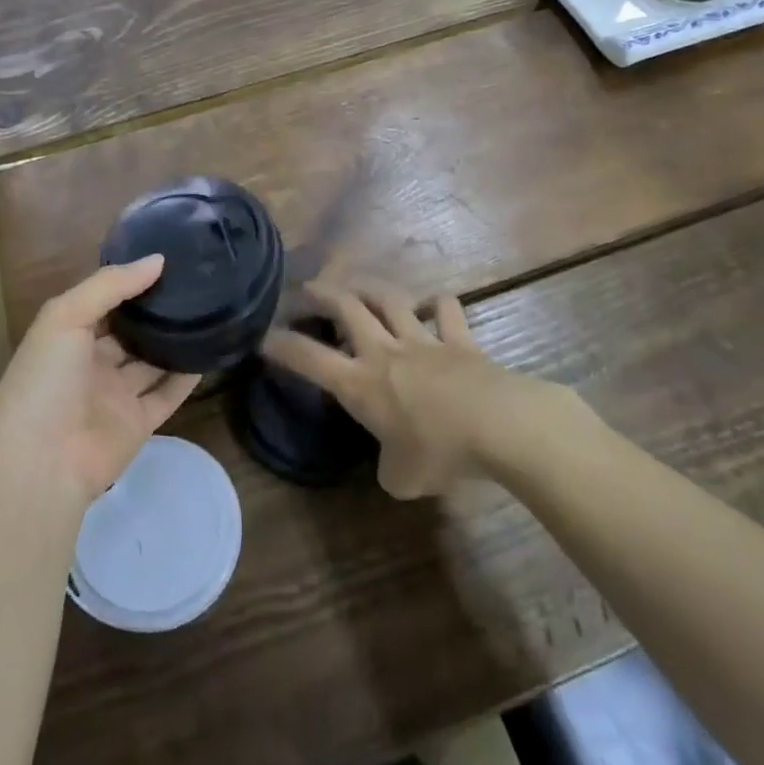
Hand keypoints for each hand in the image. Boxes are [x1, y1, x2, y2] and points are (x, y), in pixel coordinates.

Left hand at [0, 255, 196, 501]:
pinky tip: (210, 352)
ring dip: (174, 341)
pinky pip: (167, 395)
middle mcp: (91, 364)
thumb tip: (158, 260)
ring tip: (209, 310)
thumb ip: (110, 285)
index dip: (129, 282)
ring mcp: (115, 396)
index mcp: (67, 337)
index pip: (102, 302)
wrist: (42, 462)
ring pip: (151, 362)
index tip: (166, 259)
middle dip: (155, 311)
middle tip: (195, 281)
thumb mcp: (65, 316)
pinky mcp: (138, 423)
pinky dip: (187, 377)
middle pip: (129, 332)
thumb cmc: (46, 380)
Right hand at [263, 281, 533, 498]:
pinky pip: (446, 310)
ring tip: (358, 286)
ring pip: (389, 299)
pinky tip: (434, 303)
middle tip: (307, 289)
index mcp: (360, 384)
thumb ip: (389, 467)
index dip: (283, 346)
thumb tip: (394, 463)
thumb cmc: (440, 454)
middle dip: (321, 294)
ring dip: (370, 288)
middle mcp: (384, 352)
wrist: (498, 425)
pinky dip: (438, 304)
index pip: (309, 359)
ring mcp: (423, 340)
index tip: (264, 336)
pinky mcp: (458, 339)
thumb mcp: (402, 478)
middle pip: (346, 308)